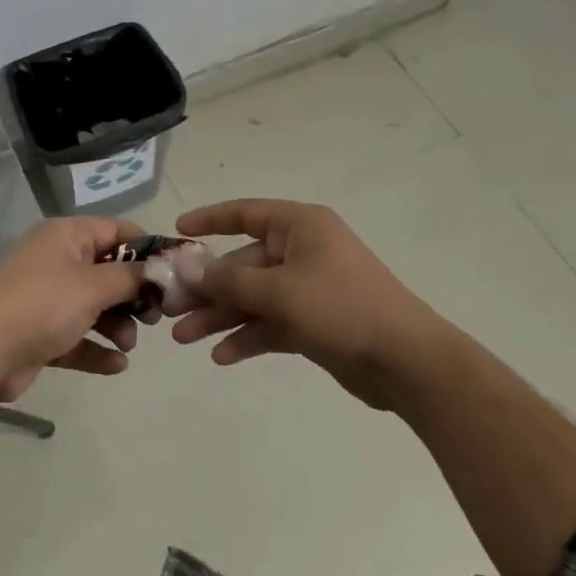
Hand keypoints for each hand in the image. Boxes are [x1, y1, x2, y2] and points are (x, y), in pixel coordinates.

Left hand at [0, 217, 149, 402]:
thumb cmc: (44, 304)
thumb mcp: (95, 285)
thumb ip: (133, 277)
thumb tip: (163, 269)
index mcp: (66, 236)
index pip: (117, 231)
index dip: (147, 249)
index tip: (174, 273)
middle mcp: (57, 261)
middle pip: (108, 272)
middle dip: (134, 295)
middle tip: (155, 317)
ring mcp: (48, 298)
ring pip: (95, 307)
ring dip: (118, 326)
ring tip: (128, 344)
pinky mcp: (41, 334)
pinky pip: (78, 337)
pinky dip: (97, 349)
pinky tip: (117, 365)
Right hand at [169, 199, 447, 409]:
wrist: (406, 362)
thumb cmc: (341, 308)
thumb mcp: (278, 291)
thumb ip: (227, 280)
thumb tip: (183, 265)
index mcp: (300, 226)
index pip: (245, 213)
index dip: (208, 220)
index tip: (175, 233)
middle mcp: (303, 251)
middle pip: (242, 263)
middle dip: (207, 287)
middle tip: (170, 309)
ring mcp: (309, 288)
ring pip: (253, 297)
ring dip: (221, 316)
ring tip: (184, 338)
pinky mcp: (314, 322)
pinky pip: (271, 323)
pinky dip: (247, 336)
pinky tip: (222, 356)